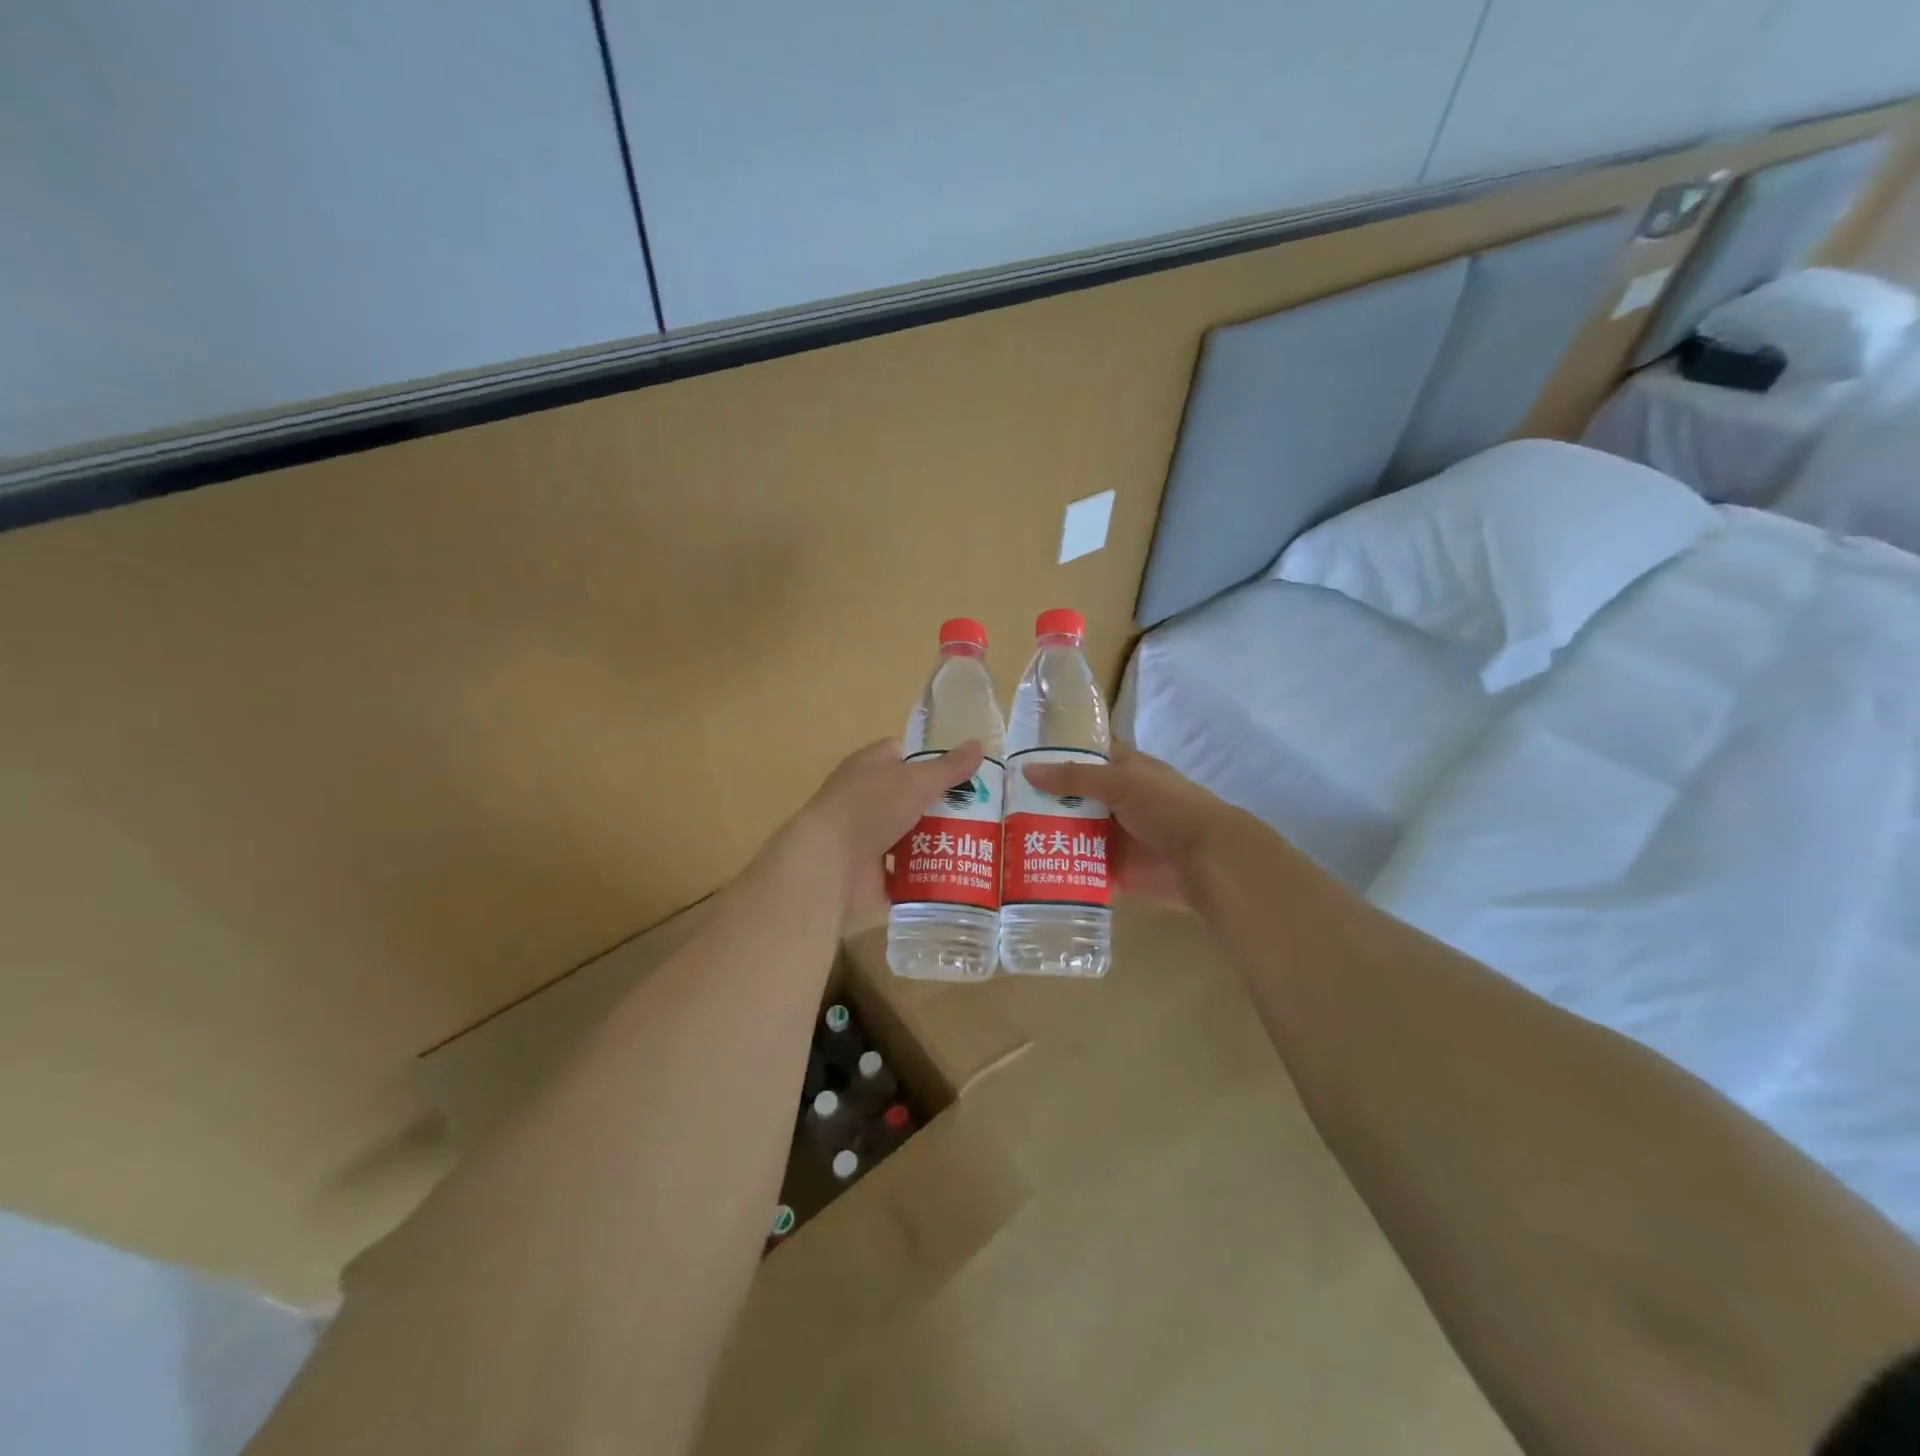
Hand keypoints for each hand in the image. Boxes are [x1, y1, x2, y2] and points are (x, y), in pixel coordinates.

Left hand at [783, 738, 986, 925]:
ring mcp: (866, 840)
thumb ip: (948, 767)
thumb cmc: (869, 808)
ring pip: (910, 838)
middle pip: (910, 799)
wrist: (829, 865)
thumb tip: (978, 744)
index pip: (900, 754)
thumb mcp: (916, 780)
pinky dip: (926, 877)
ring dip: (938, 843)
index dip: (929, 760)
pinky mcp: (871, 876)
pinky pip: (906, 875)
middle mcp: (864, 801)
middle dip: (942, 806)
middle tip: (982, 814)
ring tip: (978, 847)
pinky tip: (957, 877)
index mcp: (868, 768)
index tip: (962, 773)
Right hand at [1024, 746, 1239, 907]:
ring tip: (1003, 840)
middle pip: (1072, 800)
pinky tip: (1027, 870)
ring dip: (1047, 836)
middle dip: (1042, 803)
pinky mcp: (1114, 869)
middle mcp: (1116, 802)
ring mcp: (1115, 837)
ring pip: (1074, 832)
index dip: (1054, 761)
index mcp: (1123, 771)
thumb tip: (1027, 770)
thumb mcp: (1120, 782)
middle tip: (999, 809)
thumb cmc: (1167, 808)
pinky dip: (1060, 868)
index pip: (1083, 760)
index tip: (1016, 767)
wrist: (1205, 859)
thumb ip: (1074, 778)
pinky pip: (1081, 867)